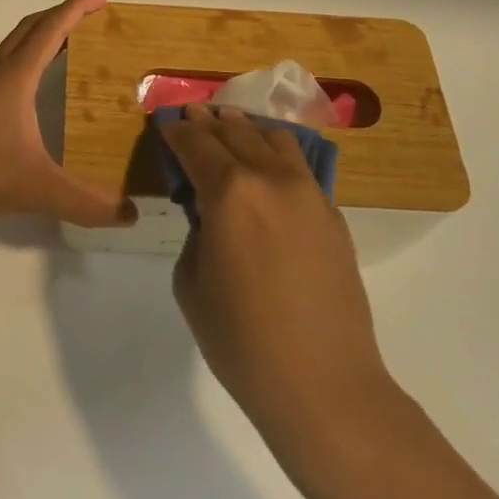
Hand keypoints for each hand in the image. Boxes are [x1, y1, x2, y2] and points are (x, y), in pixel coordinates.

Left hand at [0, 0, 137, 238]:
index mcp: (13, 78)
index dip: (78, 8)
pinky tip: (23, 98)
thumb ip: (85, 203)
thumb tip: (131, 214)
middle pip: (29, 29)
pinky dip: (19, 67)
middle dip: (60, 17)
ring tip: (63, 54)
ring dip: (37, 41)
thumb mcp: (35, 189)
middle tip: (90, 19)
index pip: (51, 29)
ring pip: (8, 50)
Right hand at [161, 105, 395, 458]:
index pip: (196, 145)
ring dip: (247, 128)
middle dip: (209, 122)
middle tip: (193, 115)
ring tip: (232, 124)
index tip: (166, 122)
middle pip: (236, 132)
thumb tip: (210, 215)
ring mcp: (309, 194)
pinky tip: (268, 164)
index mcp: (230, 192)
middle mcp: (271, 179)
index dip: (177, 131)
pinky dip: (277, 154)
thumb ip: (196, 233)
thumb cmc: (241, 340)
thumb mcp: (192, 283)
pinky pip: (300, 168)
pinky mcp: (333, 215)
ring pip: (276, 139)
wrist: (323, 383)